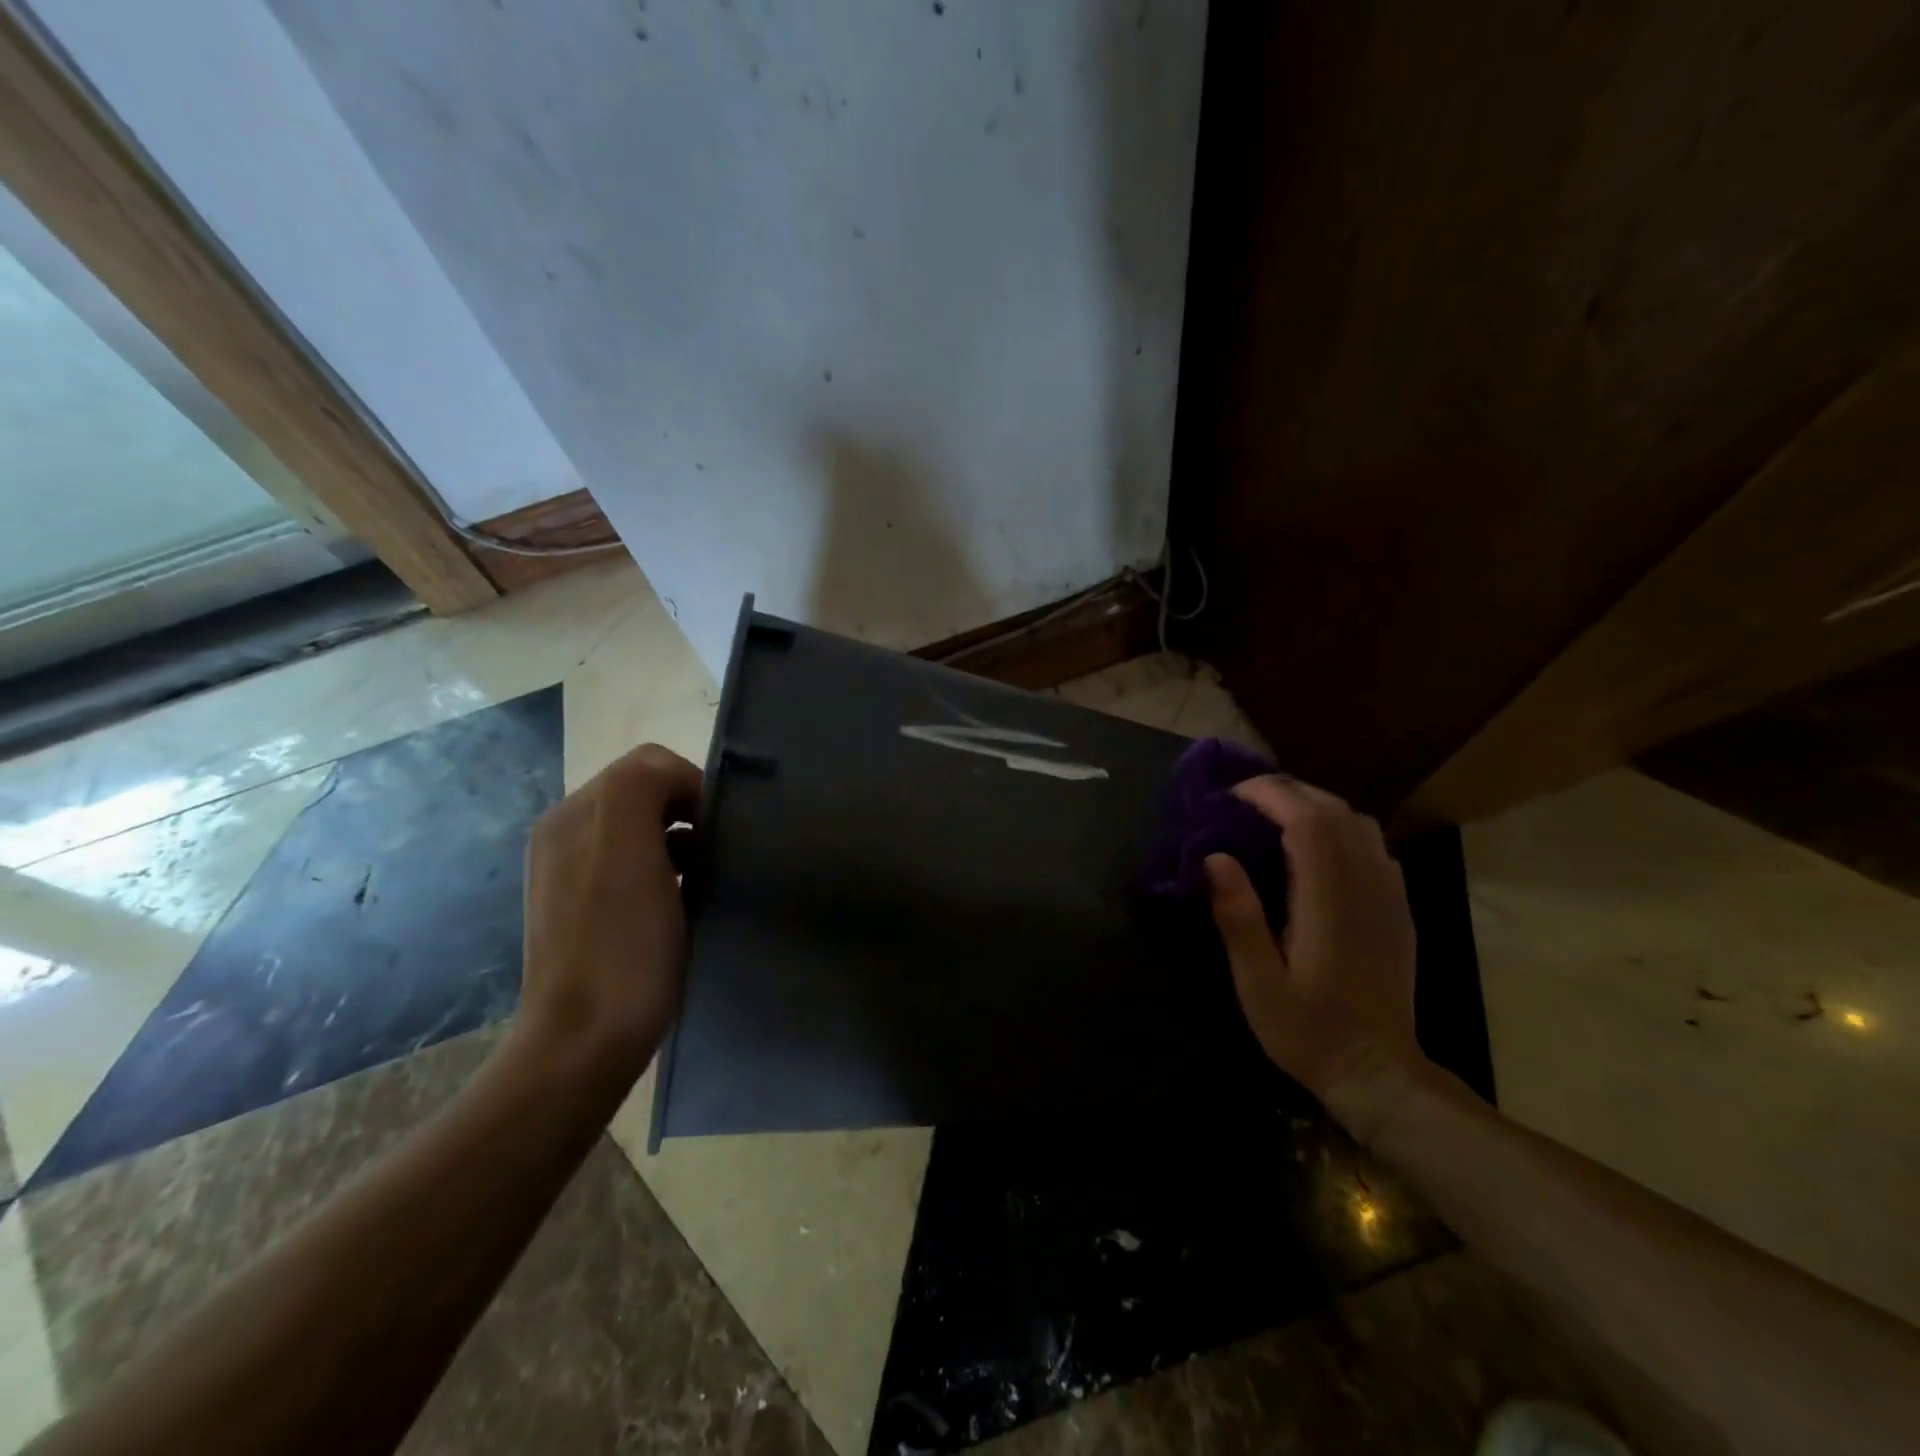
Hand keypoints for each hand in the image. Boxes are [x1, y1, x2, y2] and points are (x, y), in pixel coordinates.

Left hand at [516, 743, 701, 1087]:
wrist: (585, 1042)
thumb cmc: (622, 945)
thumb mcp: (631, 846)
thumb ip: (646, 786)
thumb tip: (681, 788)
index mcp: (575, 813)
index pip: (651, 764)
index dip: (695, 787)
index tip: (721, 832)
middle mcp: (567, 832)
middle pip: (645, 793)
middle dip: (688, 813)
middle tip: (715, 855)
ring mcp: (571, 871)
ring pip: (643, 828)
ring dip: (680, 842)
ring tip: (701, 879)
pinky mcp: (584, 906)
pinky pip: (634, 862)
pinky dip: (665, 869)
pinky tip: (679, 901)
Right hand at [1204, 775, 1427, 1139]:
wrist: (1378, 1073)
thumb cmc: (1308, 1030)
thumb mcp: (1257, 982)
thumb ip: (1238, 917)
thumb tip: (1214, 857)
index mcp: (1329, 902)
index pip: (1308, 822)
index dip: (1270, 796)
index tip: (1232, 796)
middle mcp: (1366, 887)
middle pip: (1336, 812)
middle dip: (1289, 791)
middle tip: (1244, 799)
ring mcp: (1389, 896)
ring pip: (1360, 824)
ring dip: (1316, 805)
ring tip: (1274, 815)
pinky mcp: (1398, 908)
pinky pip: (1374, 846)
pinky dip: (1340, 828)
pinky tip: (1315, 847)